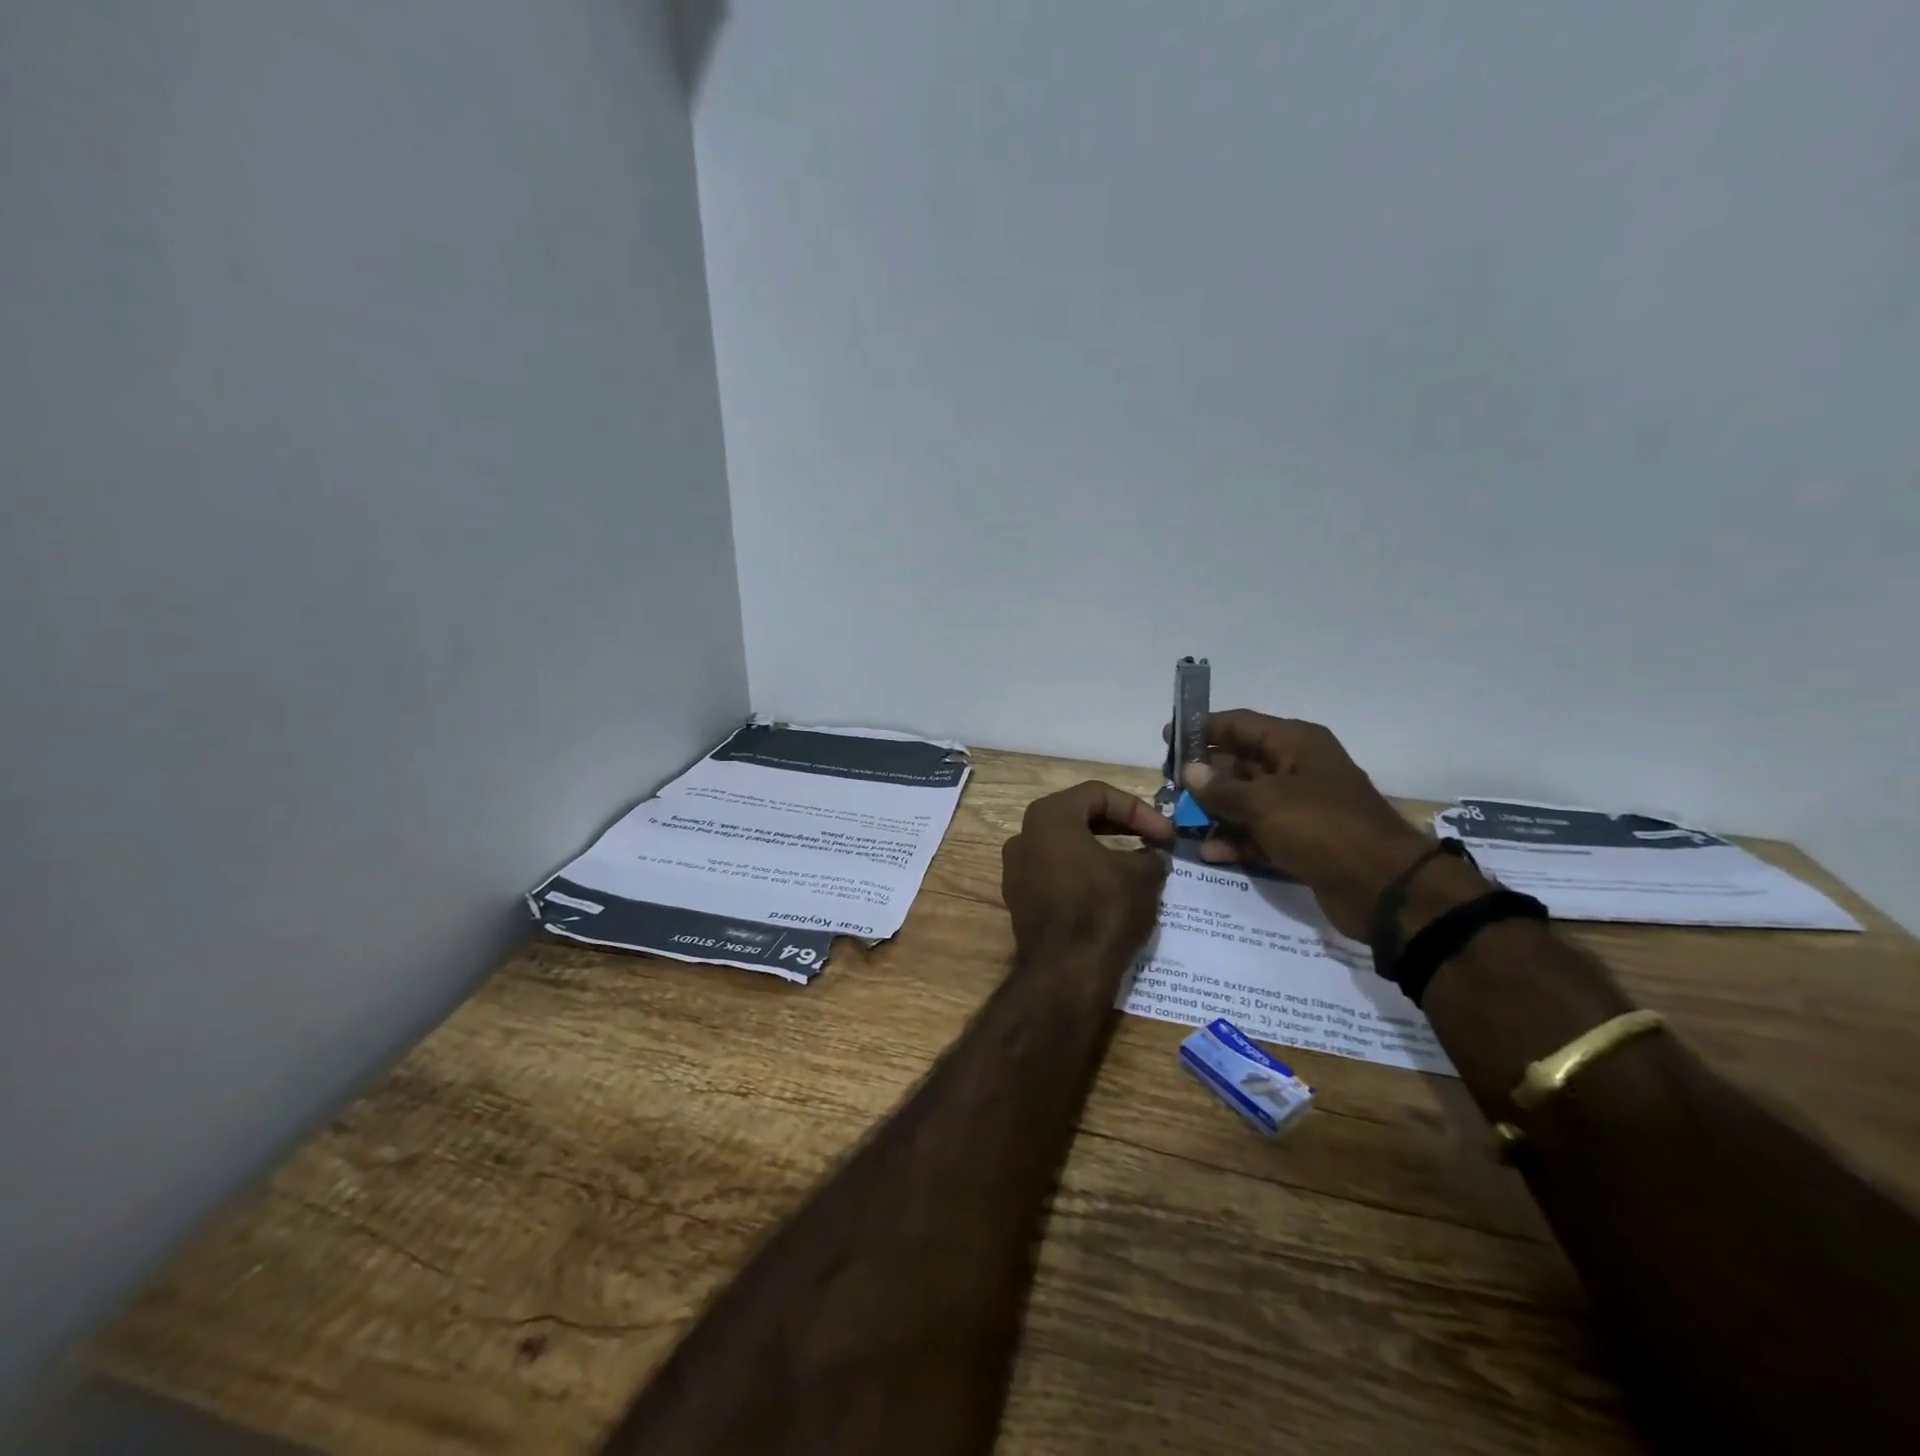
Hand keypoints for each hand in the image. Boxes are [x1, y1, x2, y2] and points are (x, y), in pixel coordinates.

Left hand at [1000, 781, 1172, 963]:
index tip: (1166, 835)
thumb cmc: (1102, 909)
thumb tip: (1151, 856)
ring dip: (1103, 852)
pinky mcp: (1020, 901)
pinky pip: (1057, 875)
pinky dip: (1084, 876)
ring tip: (1137, 868)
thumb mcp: (1142, 875)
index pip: (1098, 794)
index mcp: (1048, 816)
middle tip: (1154, 844)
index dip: (1139, 810)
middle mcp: (1024, 836)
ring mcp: (1016, 870)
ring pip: (1067, 848)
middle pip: (1079, 817)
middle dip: (1121, 827)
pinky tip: (1111, 893)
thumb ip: (1150, 854)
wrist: (1064, 974)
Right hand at [1176, 711, 1432, 938]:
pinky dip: (1234, 840)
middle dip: (1204, 775)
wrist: (1383, 887)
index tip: (1167, 739)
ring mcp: (1299, 807)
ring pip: (1245, 801)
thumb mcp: (1265, 802)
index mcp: (1295, 743)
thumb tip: (1189, 771)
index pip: (1240, 724)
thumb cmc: (1322, 827)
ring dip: (1214, 811)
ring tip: (1179, 822)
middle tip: (1168, 787)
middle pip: (1239, 763)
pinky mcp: (1300, 841)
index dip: (1202, 729)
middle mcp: (1296, 768)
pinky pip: (1257, 833)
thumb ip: (1221, 788)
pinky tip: (1208, 852)